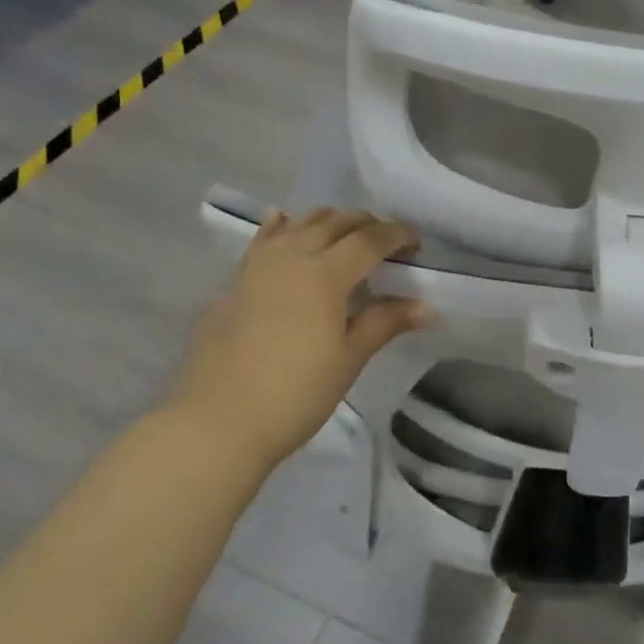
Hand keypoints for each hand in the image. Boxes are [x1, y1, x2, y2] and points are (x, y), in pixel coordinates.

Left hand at [166, 209, 426, 470]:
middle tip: (387, 244)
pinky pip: (264, 239)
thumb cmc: (295, 393)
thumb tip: (426, 306)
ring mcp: (259, 265)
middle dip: (367, 225)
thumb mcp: (349, 358)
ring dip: (330, 221)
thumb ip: (385, 322)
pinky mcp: (235, 281)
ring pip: (300, 224)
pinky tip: (284, 220)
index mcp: (325, 274)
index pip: (370, 240)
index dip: (397, 235)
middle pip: (336, 223)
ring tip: (346, 236)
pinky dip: (282, 226)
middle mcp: (293, 256)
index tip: (416, 243)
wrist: (217, 422)